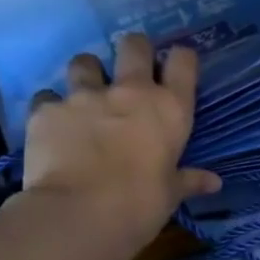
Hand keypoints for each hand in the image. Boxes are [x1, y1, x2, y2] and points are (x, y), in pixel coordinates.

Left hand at [19, 36, 221, 259]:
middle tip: (131, 69)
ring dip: (88, 73)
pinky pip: (47, 97)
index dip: (180, 59)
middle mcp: (129, 91)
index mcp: (169, 109)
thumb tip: (213, 183)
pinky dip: (52, 107)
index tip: (177, 67)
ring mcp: (84, 96)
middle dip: (134, 50)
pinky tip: (54, 125)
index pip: (183, 62)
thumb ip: (189, 180)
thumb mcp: (171, 194)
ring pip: (84, 62)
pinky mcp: (47, 110)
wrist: (80, 214)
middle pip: (134, 45)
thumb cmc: (141, 204)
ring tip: (86, 93)